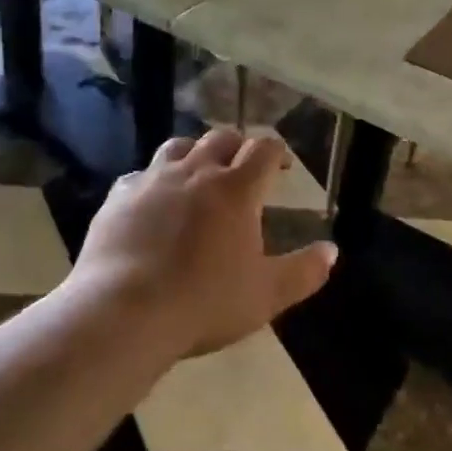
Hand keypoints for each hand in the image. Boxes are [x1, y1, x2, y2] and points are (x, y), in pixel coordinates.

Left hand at [72, 128, 336, 358]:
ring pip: (179, 146)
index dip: (277, 152)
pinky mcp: (119, 196)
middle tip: (243, 167)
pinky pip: (141, 175)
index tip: (282, 166)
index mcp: (236, 189)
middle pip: (221, 138)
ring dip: (195, 153)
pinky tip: (152, 201)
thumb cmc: (203, 303)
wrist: (123, 312)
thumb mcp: (265, 296)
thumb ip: (303, 272)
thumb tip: (332, 251)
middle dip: (238, 146)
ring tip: (199, 173)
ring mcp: (153, 179)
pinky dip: (154, 180)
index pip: (263, 150)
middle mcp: (197, 171)